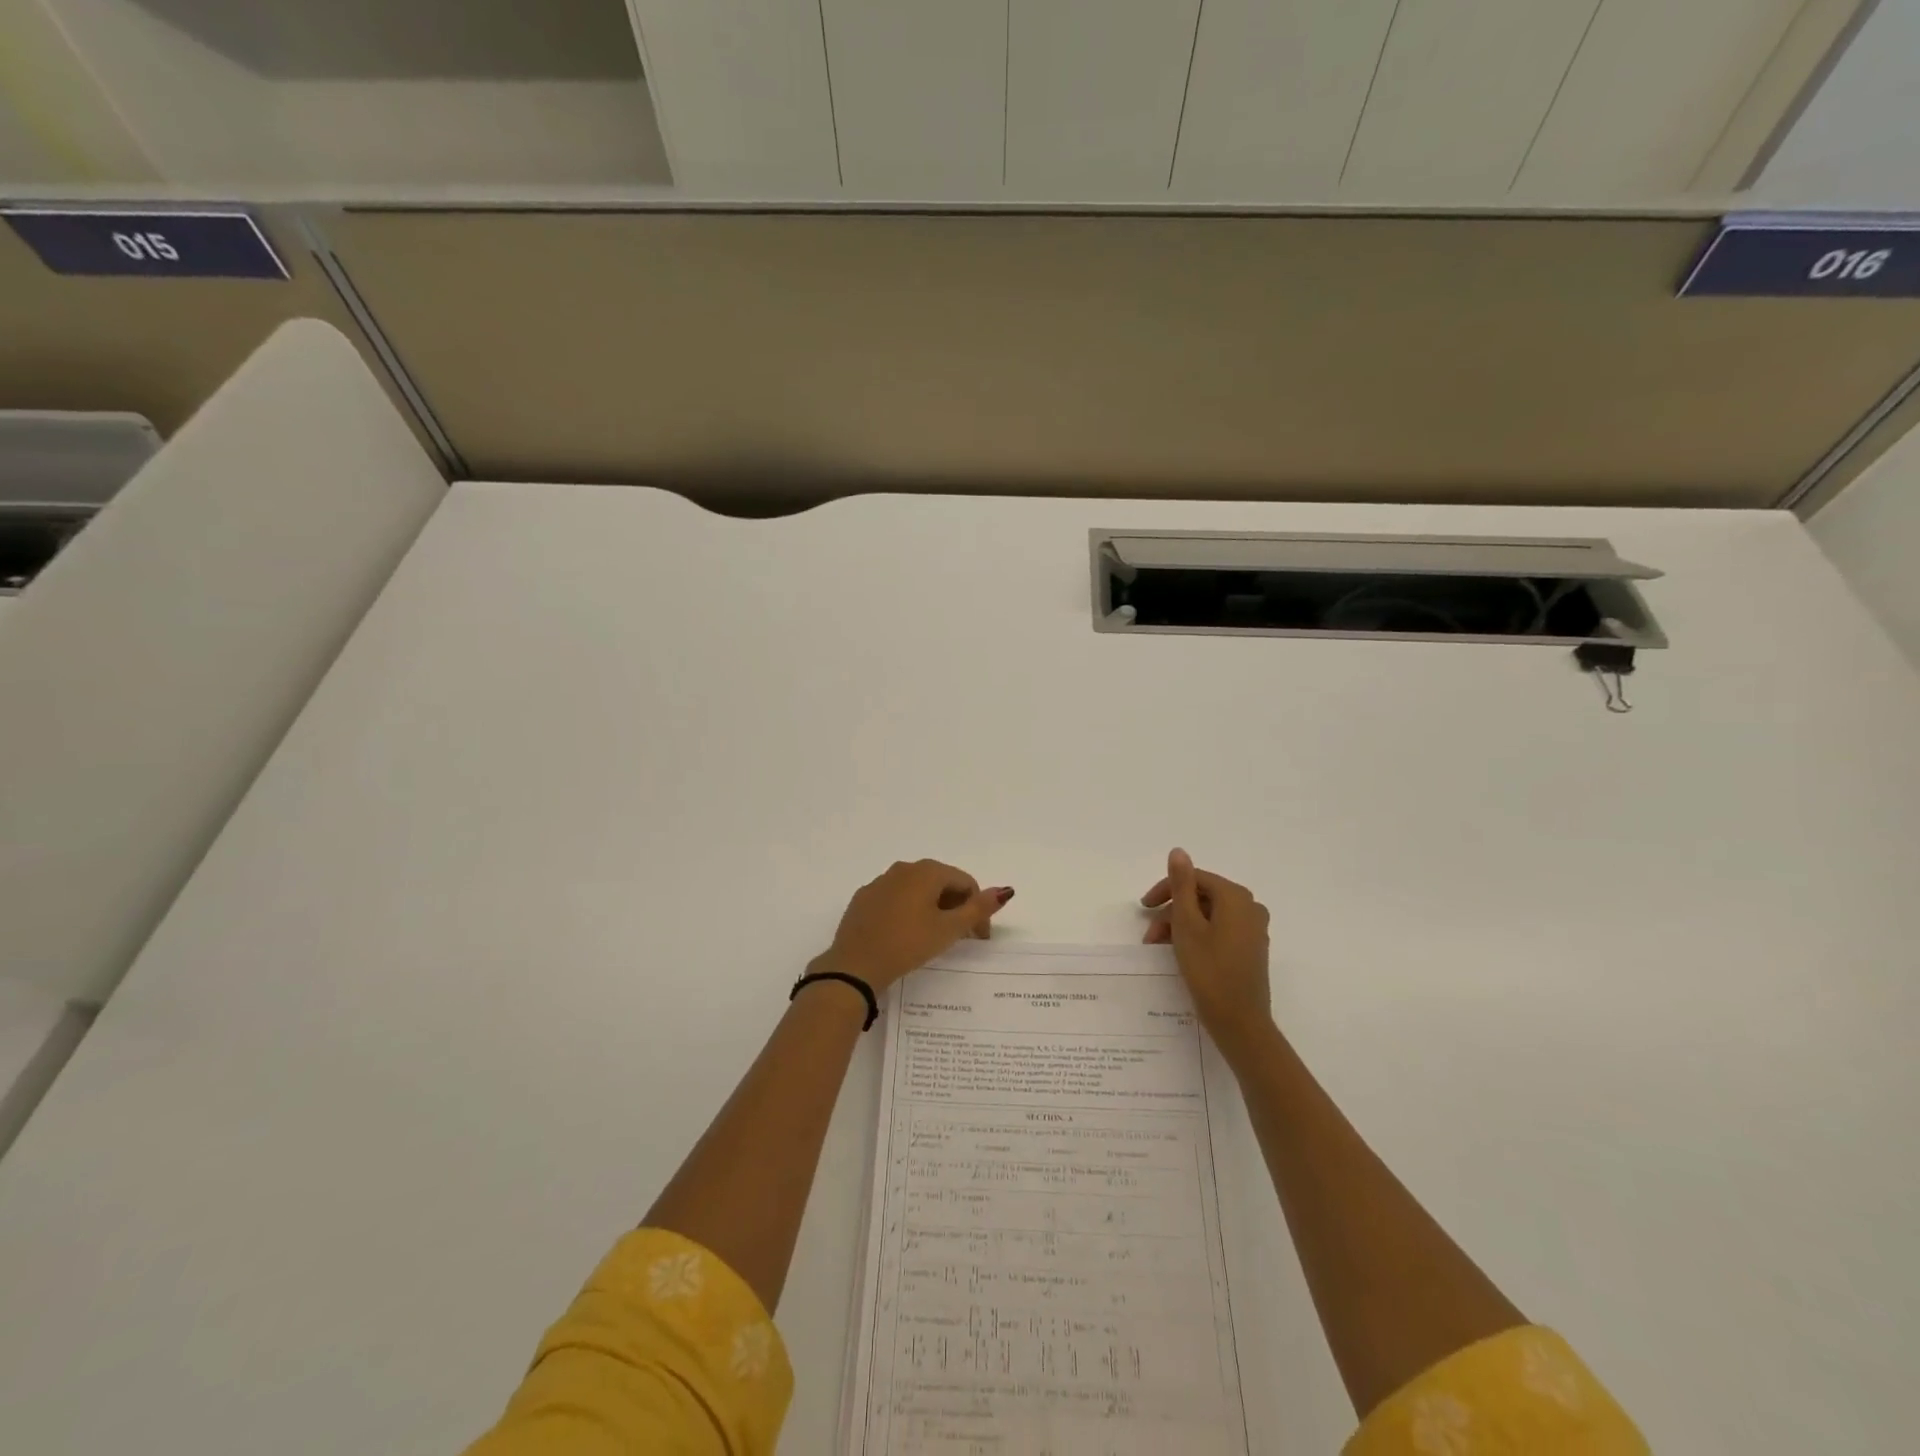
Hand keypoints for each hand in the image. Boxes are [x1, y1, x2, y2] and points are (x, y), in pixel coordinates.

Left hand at [813, 860, 1012, 993]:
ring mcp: (880, 882)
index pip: (965, 883)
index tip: (979, 938)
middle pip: (941, 883)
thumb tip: (1005, 890)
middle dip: (956, 907)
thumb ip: (978, 909)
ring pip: (916, 890)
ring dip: (932, 909)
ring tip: (934, 938)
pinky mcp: (864, 899)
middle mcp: (903, 868)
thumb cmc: (908, 944)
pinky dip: (908, 912)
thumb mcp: (948, 929)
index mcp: (926, 871)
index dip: (978, 910)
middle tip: (960, 939)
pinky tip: (906, 935)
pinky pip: (895, 899)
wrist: (855, 966)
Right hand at [1142, 848, 1272, 1051]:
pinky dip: (1198, 936)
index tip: (1143, 908)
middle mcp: (1250, 907)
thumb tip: (1178, 851)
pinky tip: (1181, 954)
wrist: (1240, 1022)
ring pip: (1208, 915)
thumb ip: (1181, 885)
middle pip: (1201, 897)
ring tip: (1160, 948)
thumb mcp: (1186, 924)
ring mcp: (1253, 929)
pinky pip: (1219, 930)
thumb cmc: (1209, 970)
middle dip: (1172, 912)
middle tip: (1150, 935)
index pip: (1194, 879)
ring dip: (1181, 926)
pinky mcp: (1251, 949)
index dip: (1166, 890)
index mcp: (1236, 897)